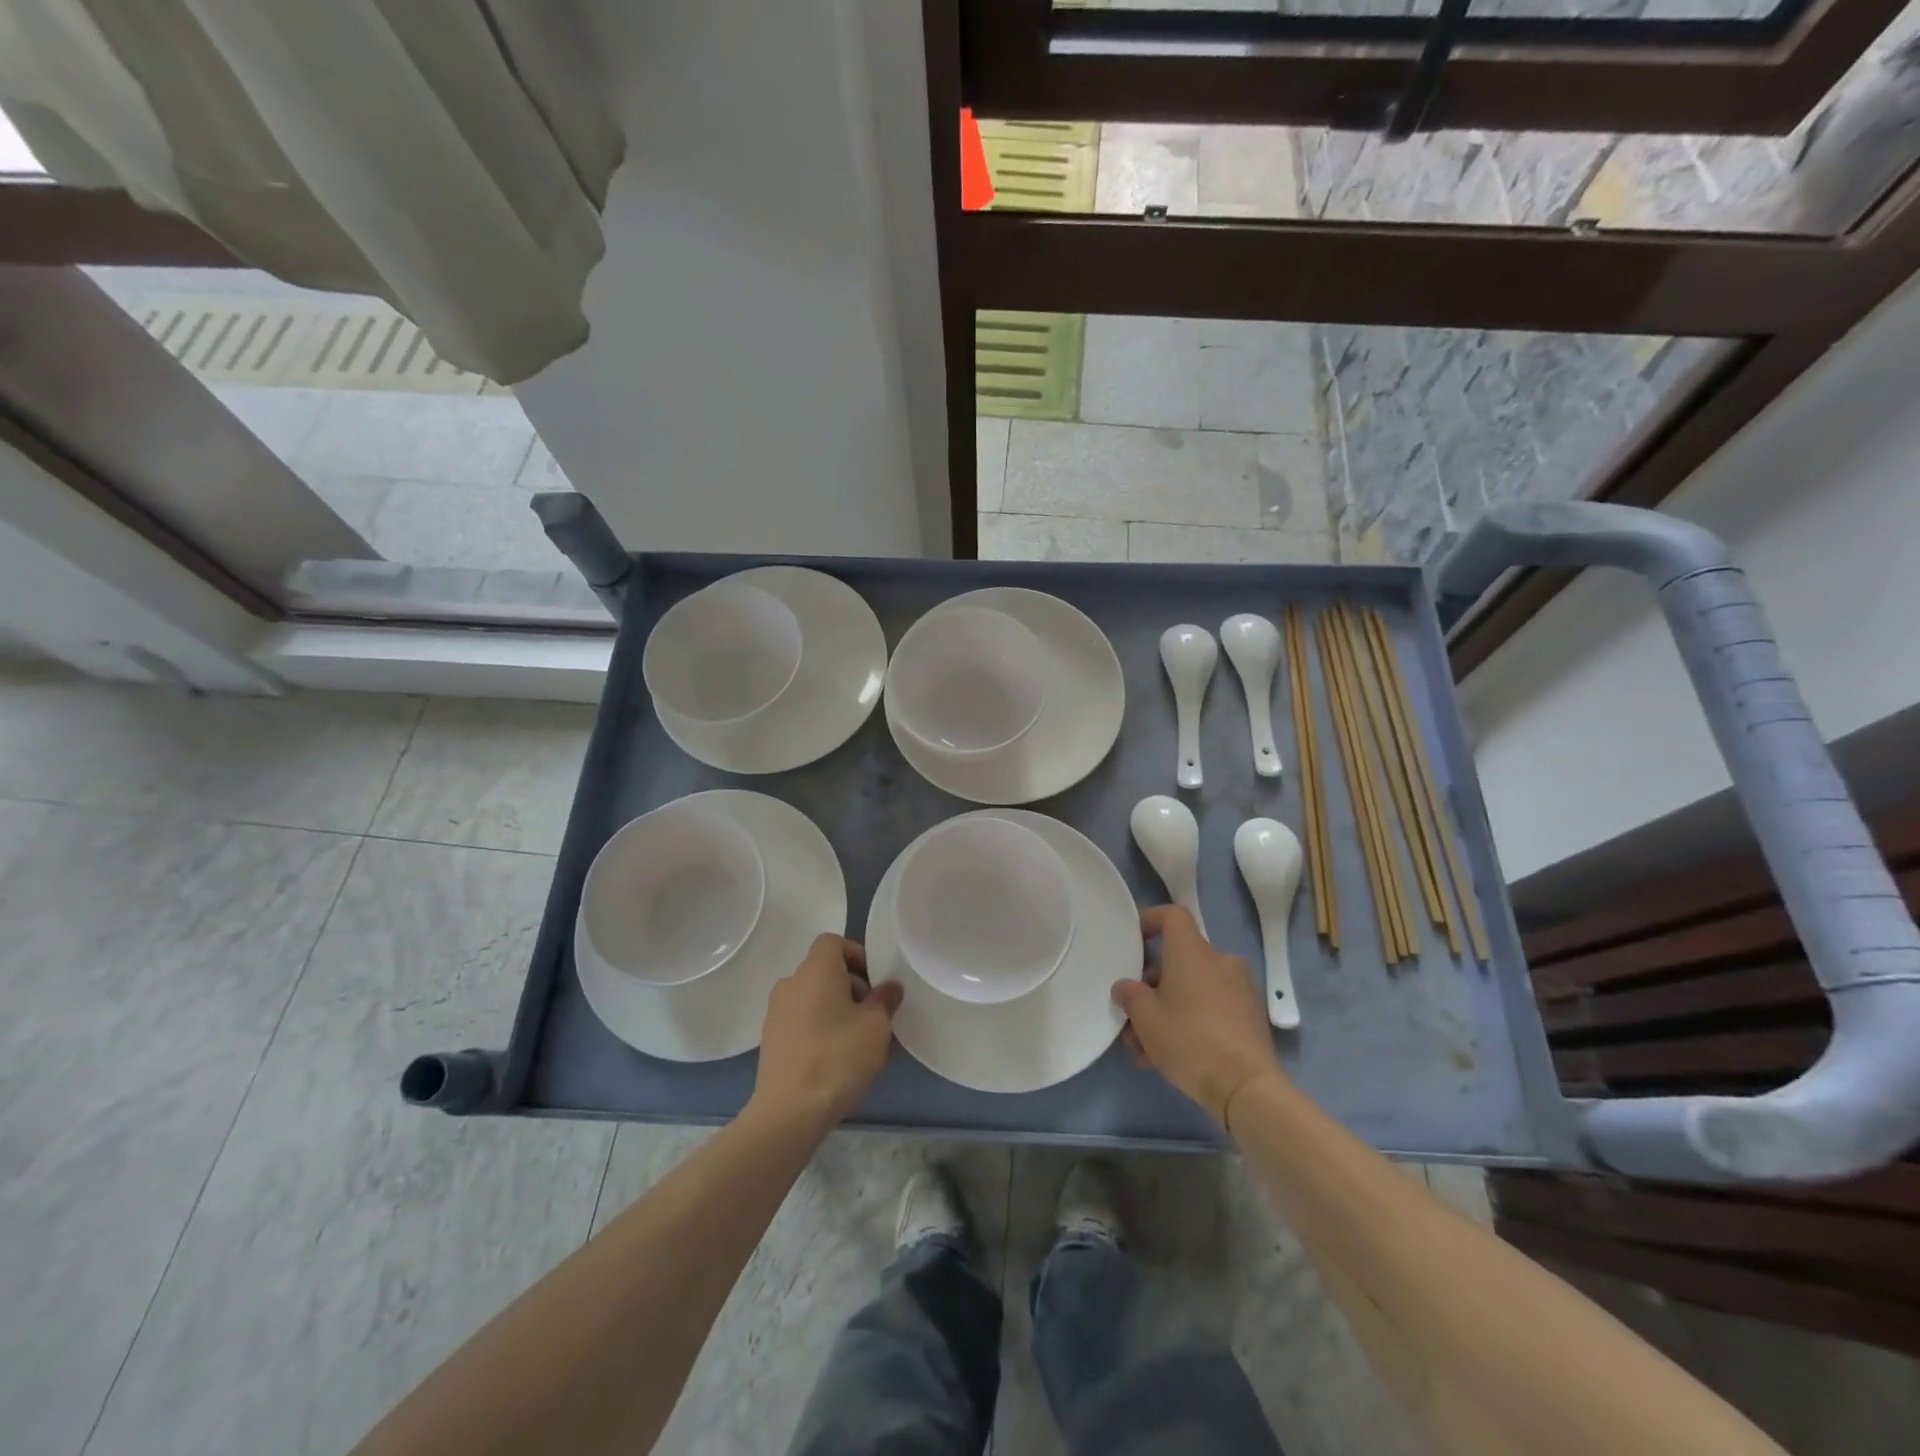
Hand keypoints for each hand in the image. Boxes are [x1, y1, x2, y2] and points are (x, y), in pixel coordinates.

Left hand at [751, 934, 901, 1135]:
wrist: (789, 1111)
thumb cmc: (837, 1057)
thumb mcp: (876, 1026)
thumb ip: (885, 1000)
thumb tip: (889, 988)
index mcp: (815, 970)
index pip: (832, 942)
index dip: (856, 954)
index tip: (875, 982)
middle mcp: (791, 983)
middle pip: (823, 970)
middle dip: (851, 986)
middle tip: (874, 1015)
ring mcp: (776, 1013)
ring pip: (813, 997)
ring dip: (836, 1009)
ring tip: (858, 1040)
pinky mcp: (770, 1040)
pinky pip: (801, 1020)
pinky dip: (819, 1027)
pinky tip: (835, 1058)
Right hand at [1114, 905, 1282, 1127]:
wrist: (1247, 1087)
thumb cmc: (1189, 1039)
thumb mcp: (1145, 1018)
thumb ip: (1129, 995)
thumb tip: (1125, 987)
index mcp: (1193, 952)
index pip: (1173, 916)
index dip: (1150, 920)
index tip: (1133, 940)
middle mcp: (1219, 961)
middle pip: (1178, 961)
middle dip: (1151, 989)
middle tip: (1133, 1019)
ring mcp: (1239, 989)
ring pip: (1192, 990)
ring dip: (1167, 1011)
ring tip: (1145, 1049)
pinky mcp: (1250, 1016)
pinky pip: (1211, 1008)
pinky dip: (1190, 1022)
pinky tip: (1171, 1058)